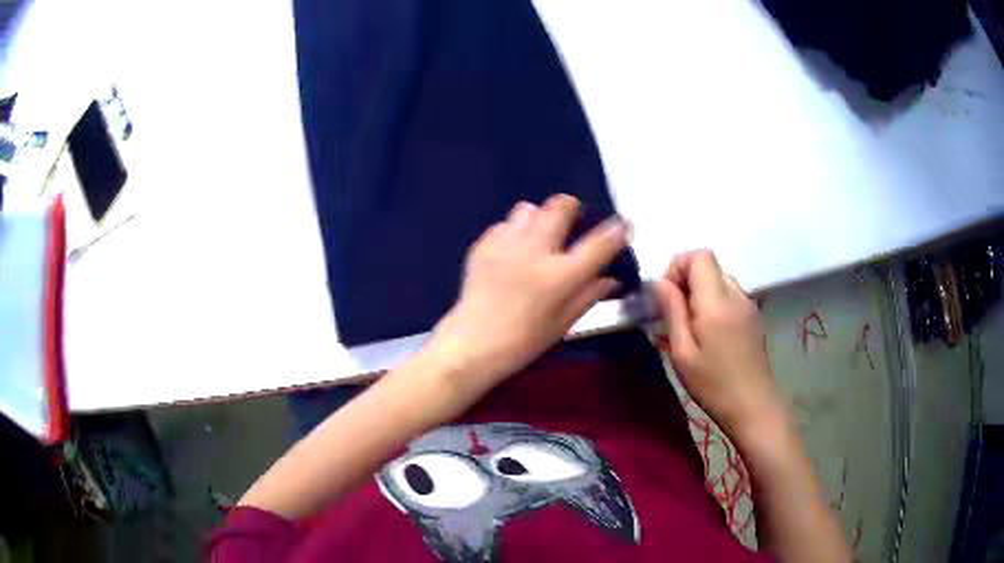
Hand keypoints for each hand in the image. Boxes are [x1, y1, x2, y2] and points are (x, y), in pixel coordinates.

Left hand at [425, 194, 627, 403]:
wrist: (472, 344)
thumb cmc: (523, 342)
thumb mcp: (563, 324)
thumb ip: (588, 295)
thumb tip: (609, 279)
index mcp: (561, 275)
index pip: (599, 243)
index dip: (617, 230)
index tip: (623, 226)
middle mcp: (536, 250)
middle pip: (560, 206)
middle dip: (572, 209)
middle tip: (572, 225)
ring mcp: (506, 244)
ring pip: (529, 208)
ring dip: (540, 218)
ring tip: (539, 238)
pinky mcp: (483, 246)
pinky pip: (504, 225)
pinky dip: (514, 232)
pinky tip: (512, 252)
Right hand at [653, 250, 783, 437]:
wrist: (753, 406)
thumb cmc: (713, 384)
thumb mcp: (682, 352)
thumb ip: (672, 310)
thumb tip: (659, 281)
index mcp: (717, 300)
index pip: (699, 255)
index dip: (678, 266)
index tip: (667, 296)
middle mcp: (736, 294)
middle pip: (709, 266)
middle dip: (686, 281)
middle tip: (676, 316)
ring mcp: (749, 305)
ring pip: (719, 280)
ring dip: (701, 293)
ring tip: (693, 328)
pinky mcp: (754, 316)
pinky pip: (730, 295)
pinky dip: (715, 303)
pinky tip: (711, 335)